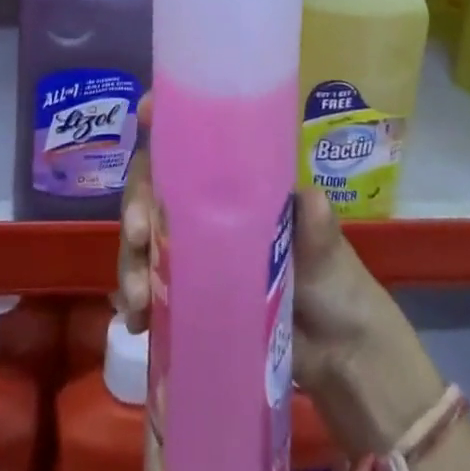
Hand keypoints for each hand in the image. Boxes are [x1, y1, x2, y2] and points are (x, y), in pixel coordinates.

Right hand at [118, 96, 440, 456]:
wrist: (339, 356)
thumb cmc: (335, 284)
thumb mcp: (328, 250)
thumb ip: (316, 225)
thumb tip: (310, 198)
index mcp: (235, 185)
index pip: (191, 143)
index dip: (165, 124)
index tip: (146, 114)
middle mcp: (204, 210)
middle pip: (153, 187)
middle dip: (135, 203)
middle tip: (137, 233)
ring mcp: (191, 253)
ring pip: (143, 237)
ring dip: (130, 260)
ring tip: (138, 297)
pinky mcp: (185, 295)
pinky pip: (147, 285)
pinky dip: (135, 299)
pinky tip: (136, 320)